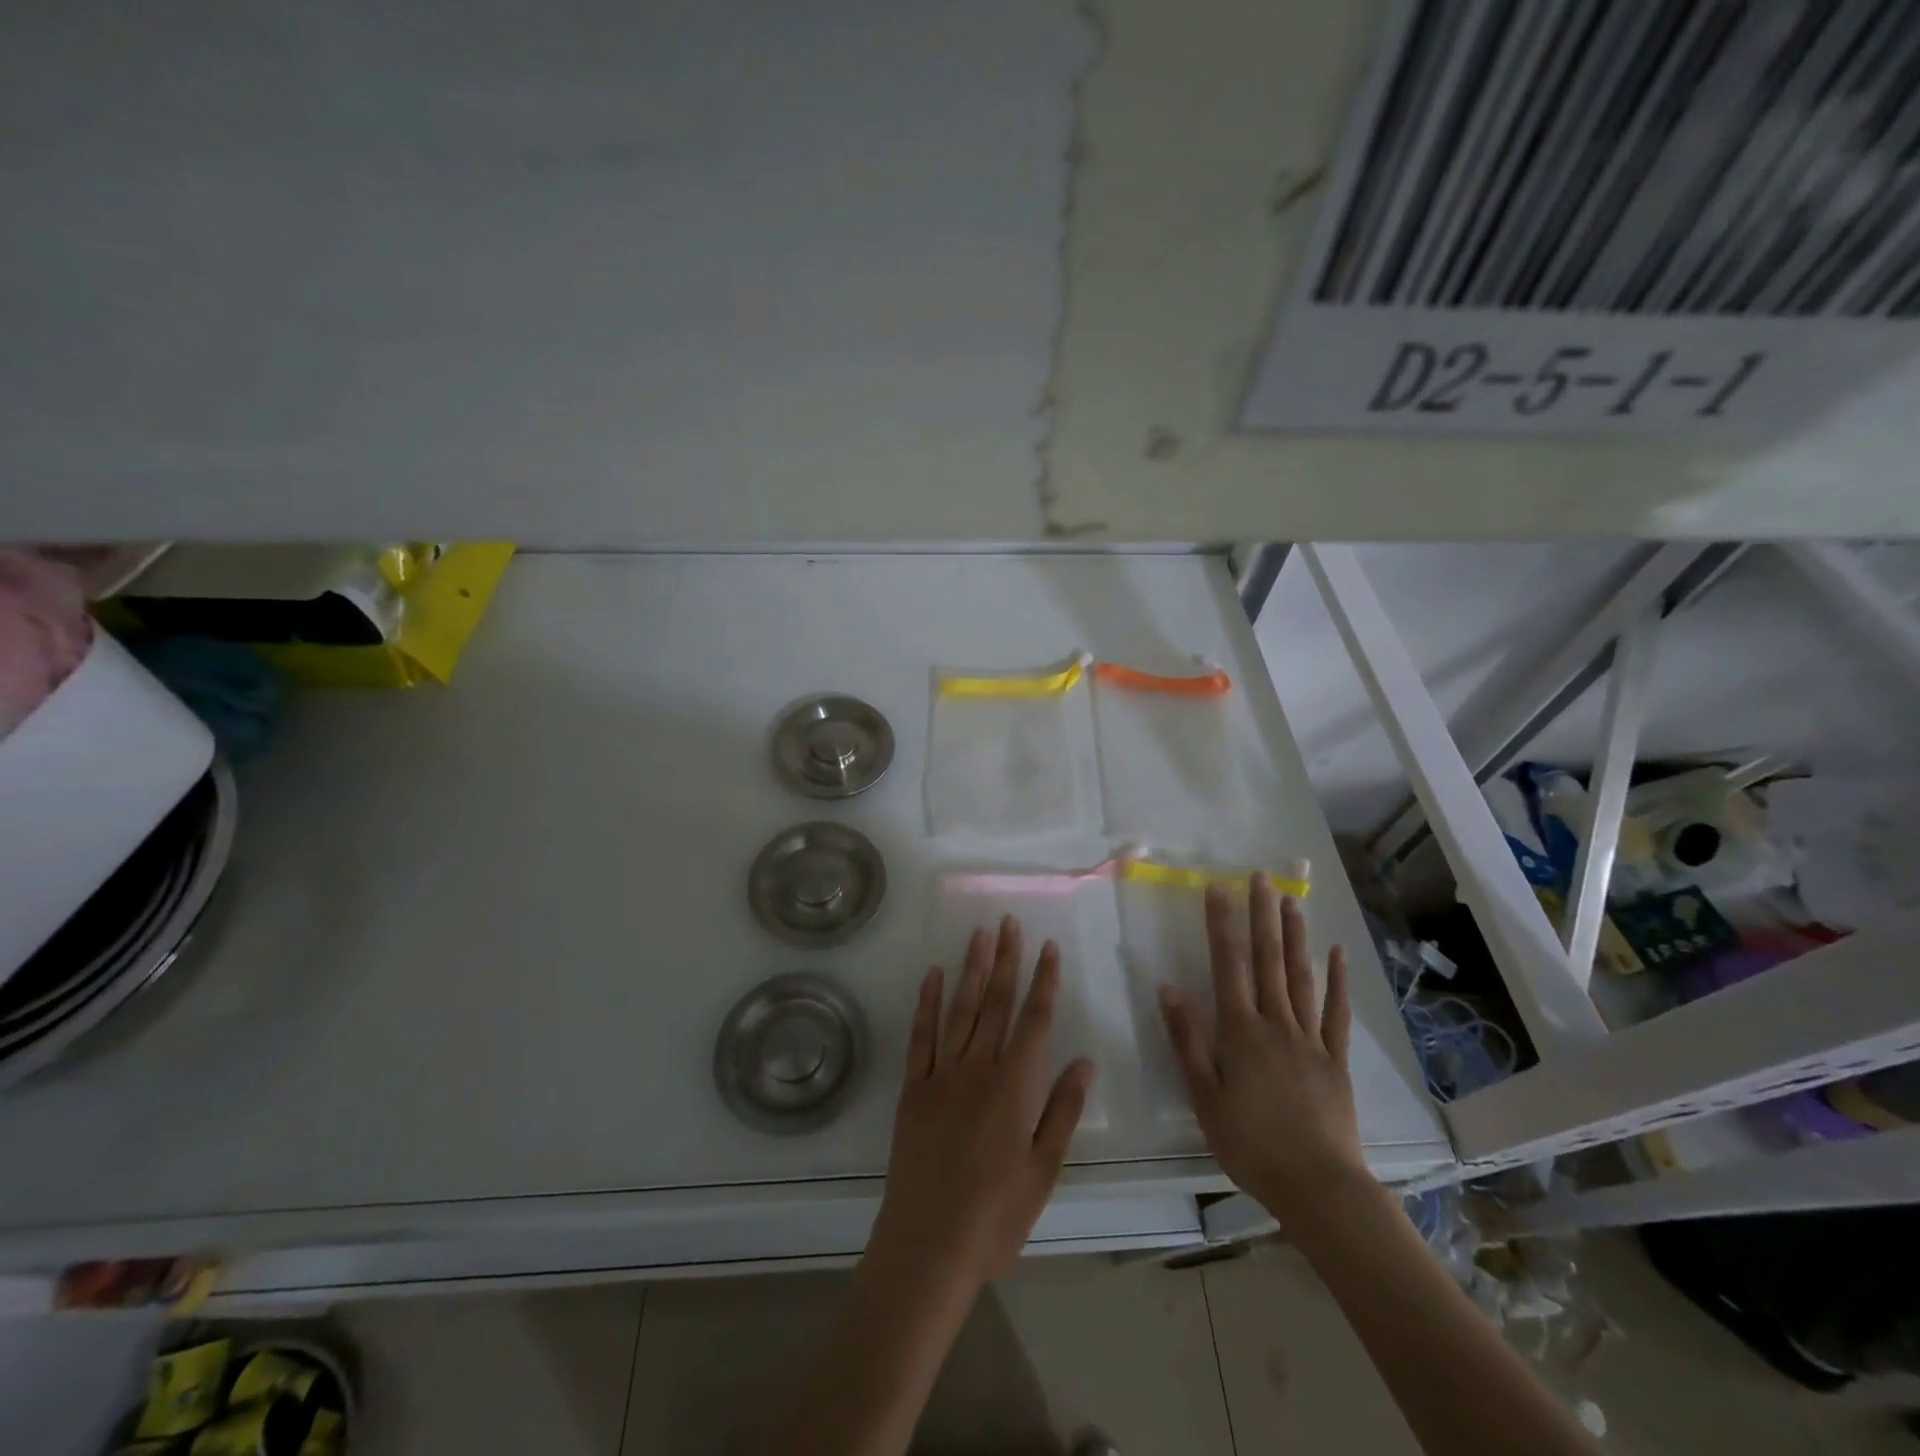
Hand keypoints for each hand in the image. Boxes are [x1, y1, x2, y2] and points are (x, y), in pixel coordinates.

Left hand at [870, 915, 1094, 1289]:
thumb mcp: (1044, 1171)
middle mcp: (978, 1069)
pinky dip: (926, 1002)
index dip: (1043, 981)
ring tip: (980, 934)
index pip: (1034, 1020)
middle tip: (1009, 921)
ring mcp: (941, 1074)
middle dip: (1006, 960)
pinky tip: (932, 974)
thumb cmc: (995, 1216)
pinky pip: (920, 1035)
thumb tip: (1083, 1060)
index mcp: (1014, 1087)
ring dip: (971, 969)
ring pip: (960, 1009)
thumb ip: (1062, 1111)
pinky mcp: (913, 1088)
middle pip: (995, 1003)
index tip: (1048, 947)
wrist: (928, 1245)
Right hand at [1157, 875, 1363, 1221]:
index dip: (1221, 925)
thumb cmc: (1250, 1144)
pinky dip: (1336, 981)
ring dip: (1294, 936)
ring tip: (1291, 900)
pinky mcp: (1336, 1060)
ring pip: (1300, 977)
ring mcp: (1310, 1039)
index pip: (1228, 966)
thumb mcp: (1204, 1096)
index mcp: (1240, 1032)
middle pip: (1267, 960)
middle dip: (1261, 916)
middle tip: (1260, 877)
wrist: (1319, 1187)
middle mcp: (1275, 1024)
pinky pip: (1336, 1013)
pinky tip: (1337, 954)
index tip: (1218, 888)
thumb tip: (1169, 987)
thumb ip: (1188, 1039)